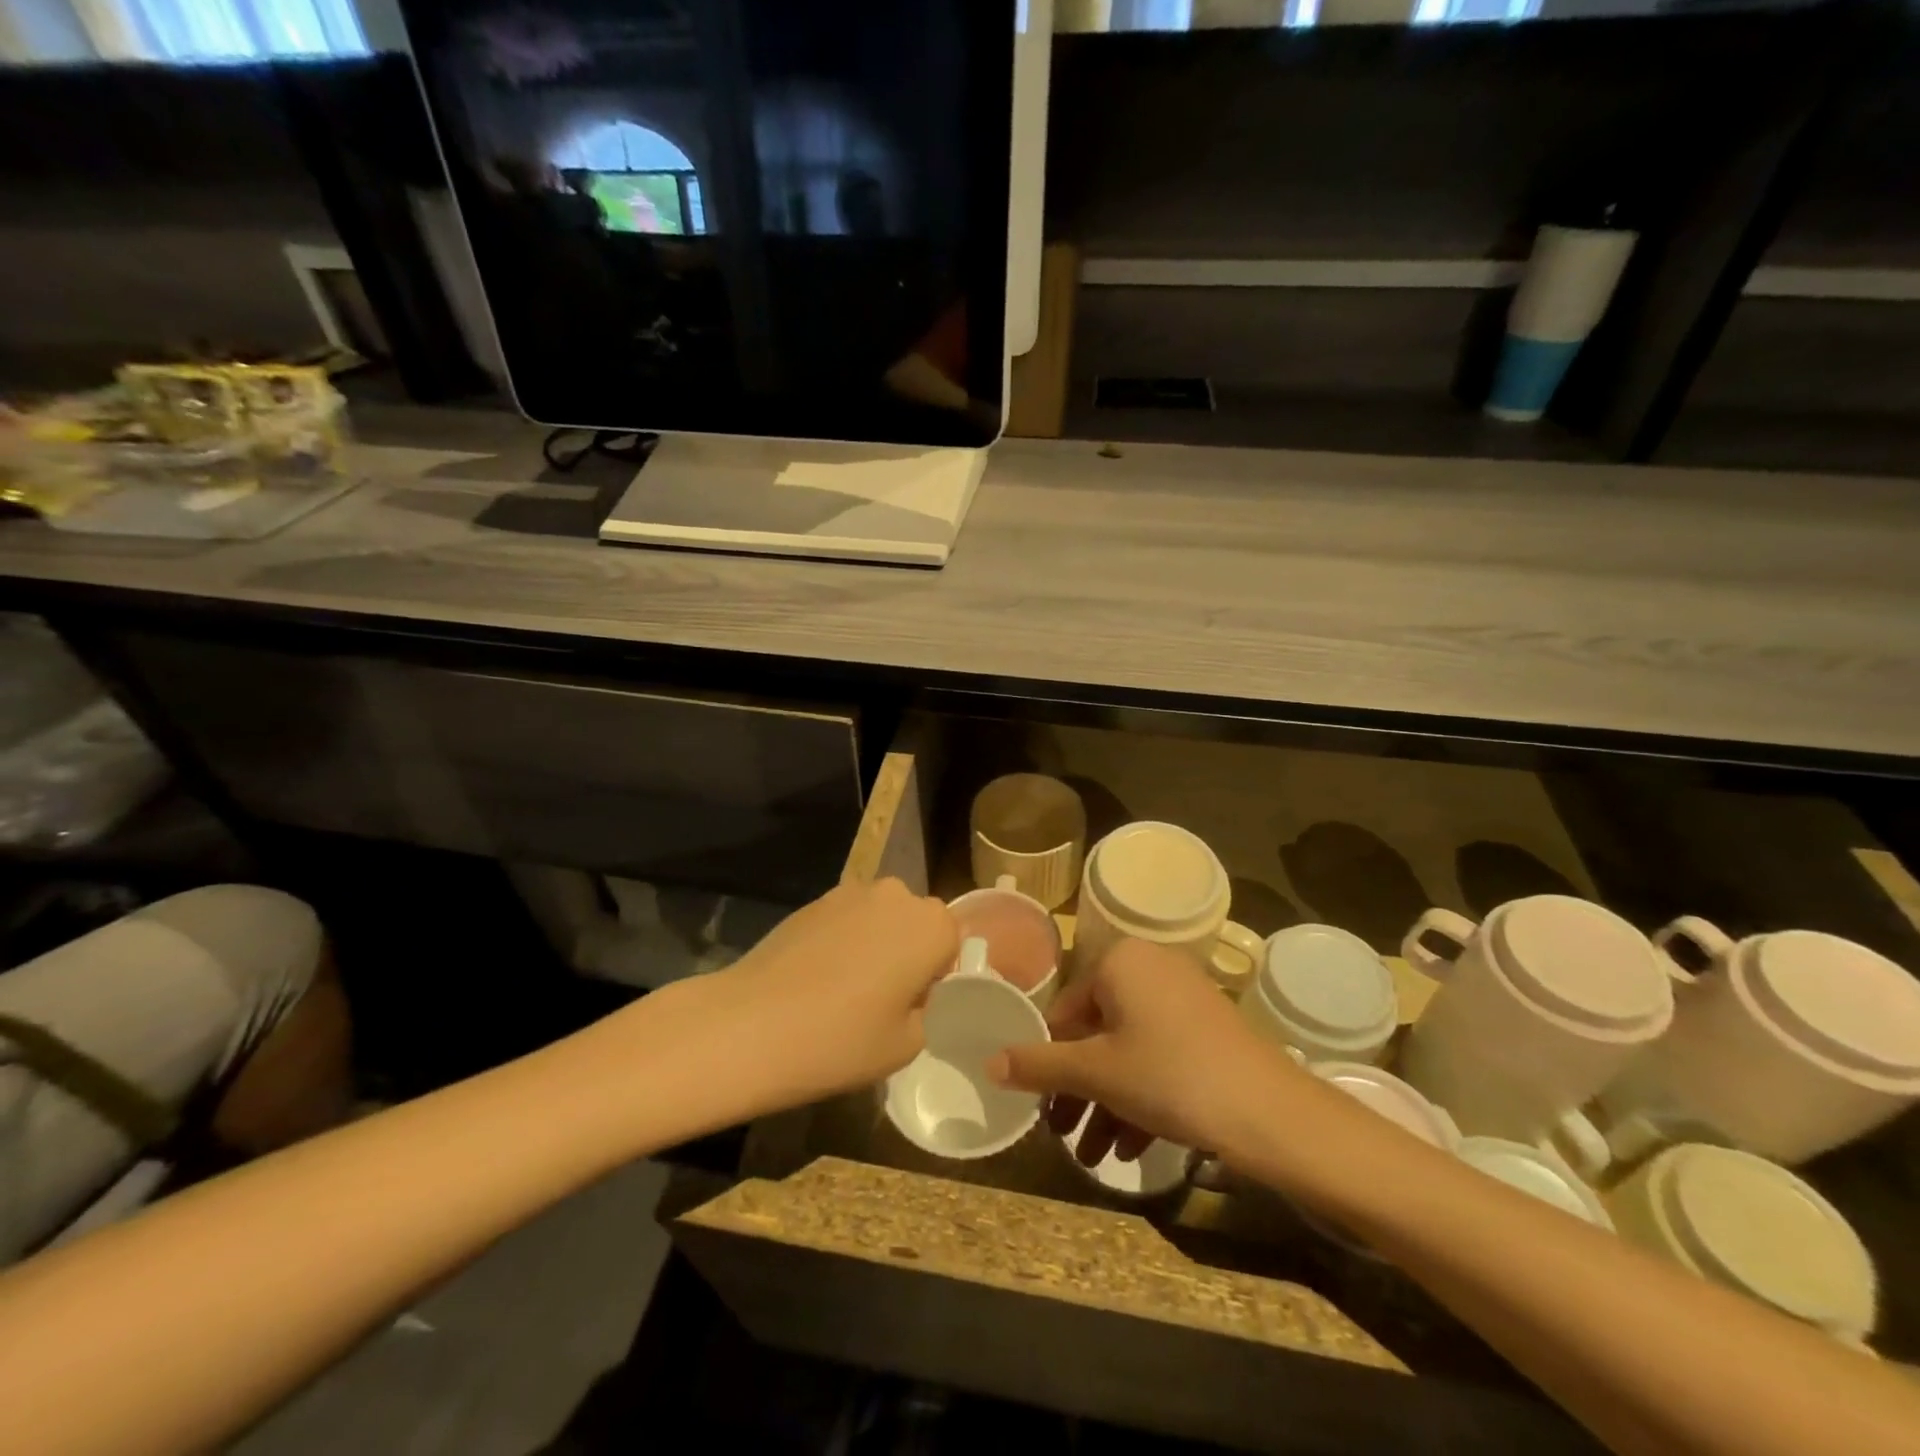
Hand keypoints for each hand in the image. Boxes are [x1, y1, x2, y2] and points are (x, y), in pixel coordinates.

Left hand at [699, 878, 957, 1111]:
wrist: (750, 1024)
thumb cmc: (841, 1039)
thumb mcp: (906, 1045)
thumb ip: (925, 1011)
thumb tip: (910, 995)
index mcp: (931, 925)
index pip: (952, 943)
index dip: (935, 977)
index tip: (911, 1007)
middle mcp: (897, 895)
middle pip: (915, 923)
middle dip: (906, 953)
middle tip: (880, 1000)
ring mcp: (851, 892)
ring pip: (880, 919)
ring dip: (873, 945)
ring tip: (842, 990)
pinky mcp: (813, 900)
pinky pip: (845, 920)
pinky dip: (840, 942)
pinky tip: (815, 979)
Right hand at [989, 937, 1297, 1165]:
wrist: (1271, 1112)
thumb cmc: (1170, 1076)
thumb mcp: (1097, 1072)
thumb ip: (1039, 1066)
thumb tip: (988, 1062)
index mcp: (1119, 961)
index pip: (1064, 1011)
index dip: (1049, 1062)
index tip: (1042, 1105)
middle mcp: (1150, 968)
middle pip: (1096, 1034)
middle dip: (1079, 1091)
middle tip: (1063, 1136)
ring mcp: (1183, 998)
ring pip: (1128, 1051)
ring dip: (1107, 1103)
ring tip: (1094, 1157)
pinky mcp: (1208, 1029)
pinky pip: (1159, 1057)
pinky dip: (1140, 1096)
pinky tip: (1129, 1148)